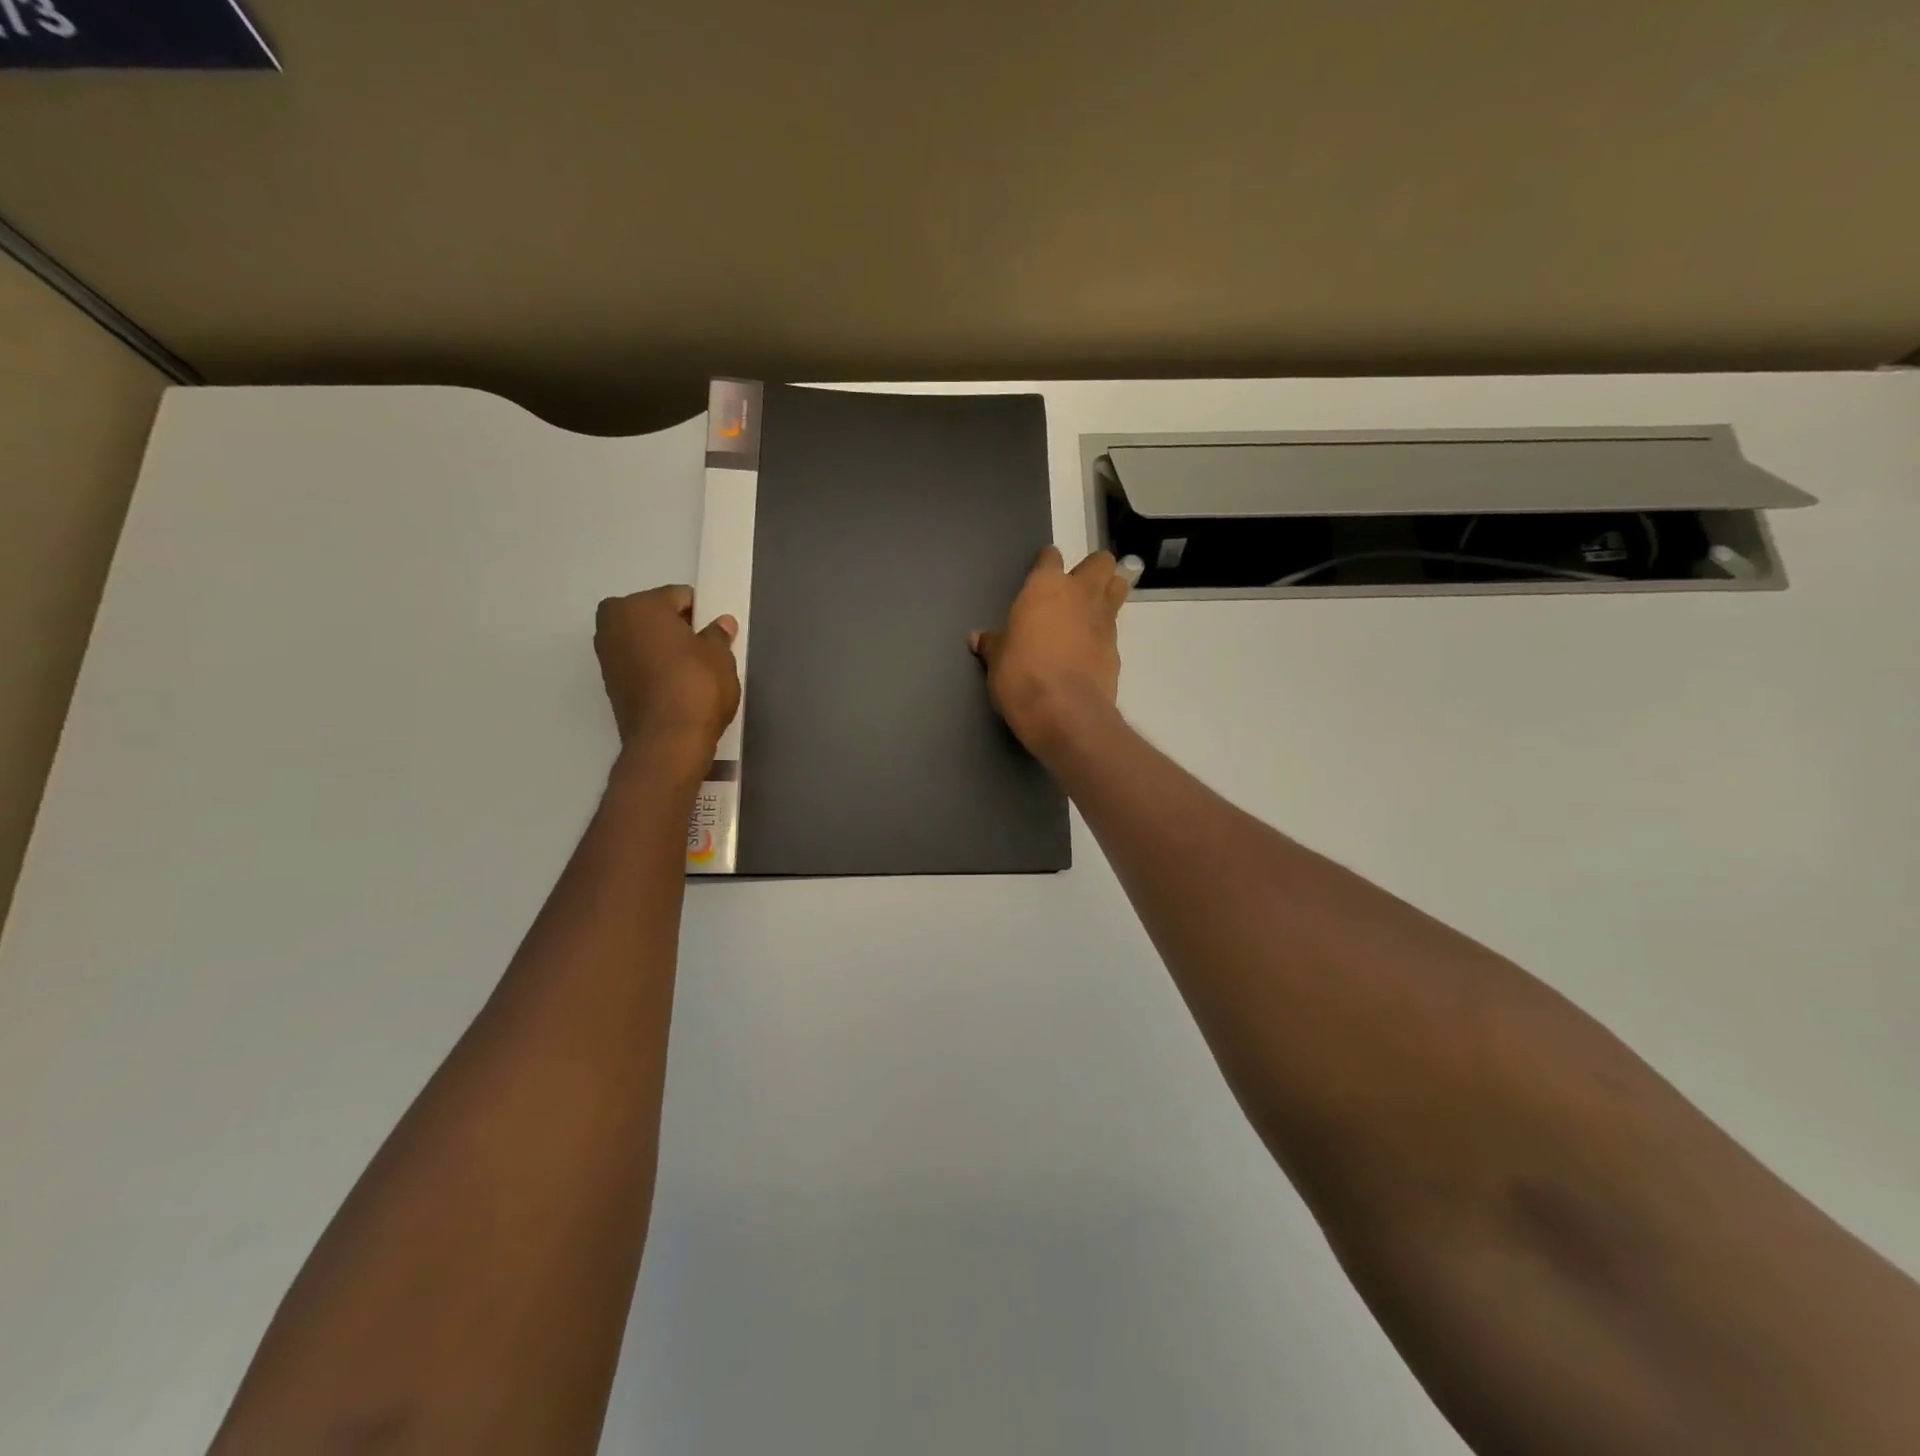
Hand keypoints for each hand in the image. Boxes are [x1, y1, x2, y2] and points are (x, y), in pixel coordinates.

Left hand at [595, 586, 740, 767]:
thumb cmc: (696, 686)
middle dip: (676, 629)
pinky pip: (638, 664)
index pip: (679, 597)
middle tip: (702, 652)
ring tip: (690, 673)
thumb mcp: (719, 656)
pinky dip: (654, 670)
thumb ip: (718, 634)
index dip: (701, 614)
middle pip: (654, 616)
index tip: (715, 635)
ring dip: (663, 650)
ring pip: (644, 641)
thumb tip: (720, 624)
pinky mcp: (609, 684)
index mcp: (638, 606)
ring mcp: (606, 656)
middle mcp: (612, 624)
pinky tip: (675, 687)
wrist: (668, 742)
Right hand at [971, 548, 1130, 759]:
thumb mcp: (997, 660)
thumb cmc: (1021, 675)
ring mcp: (1104, 620)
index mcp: (1045, 587)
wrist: (1064, 712)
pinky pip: (1113, 629)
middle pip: (1100, 562)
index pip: (1050, 557)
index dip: (1046, 563)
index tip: (1041, 572)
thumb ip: (993, 644)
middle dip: (1092, 570)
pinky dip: (1103, 633)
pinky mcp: (1116, 649)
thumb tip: (978, 639)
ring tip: (1090, 612)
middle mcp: (1080, 594)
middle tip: (1075, 589)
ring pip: (1118, 588)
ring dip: (1108, 593)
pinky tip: (1089, 650)